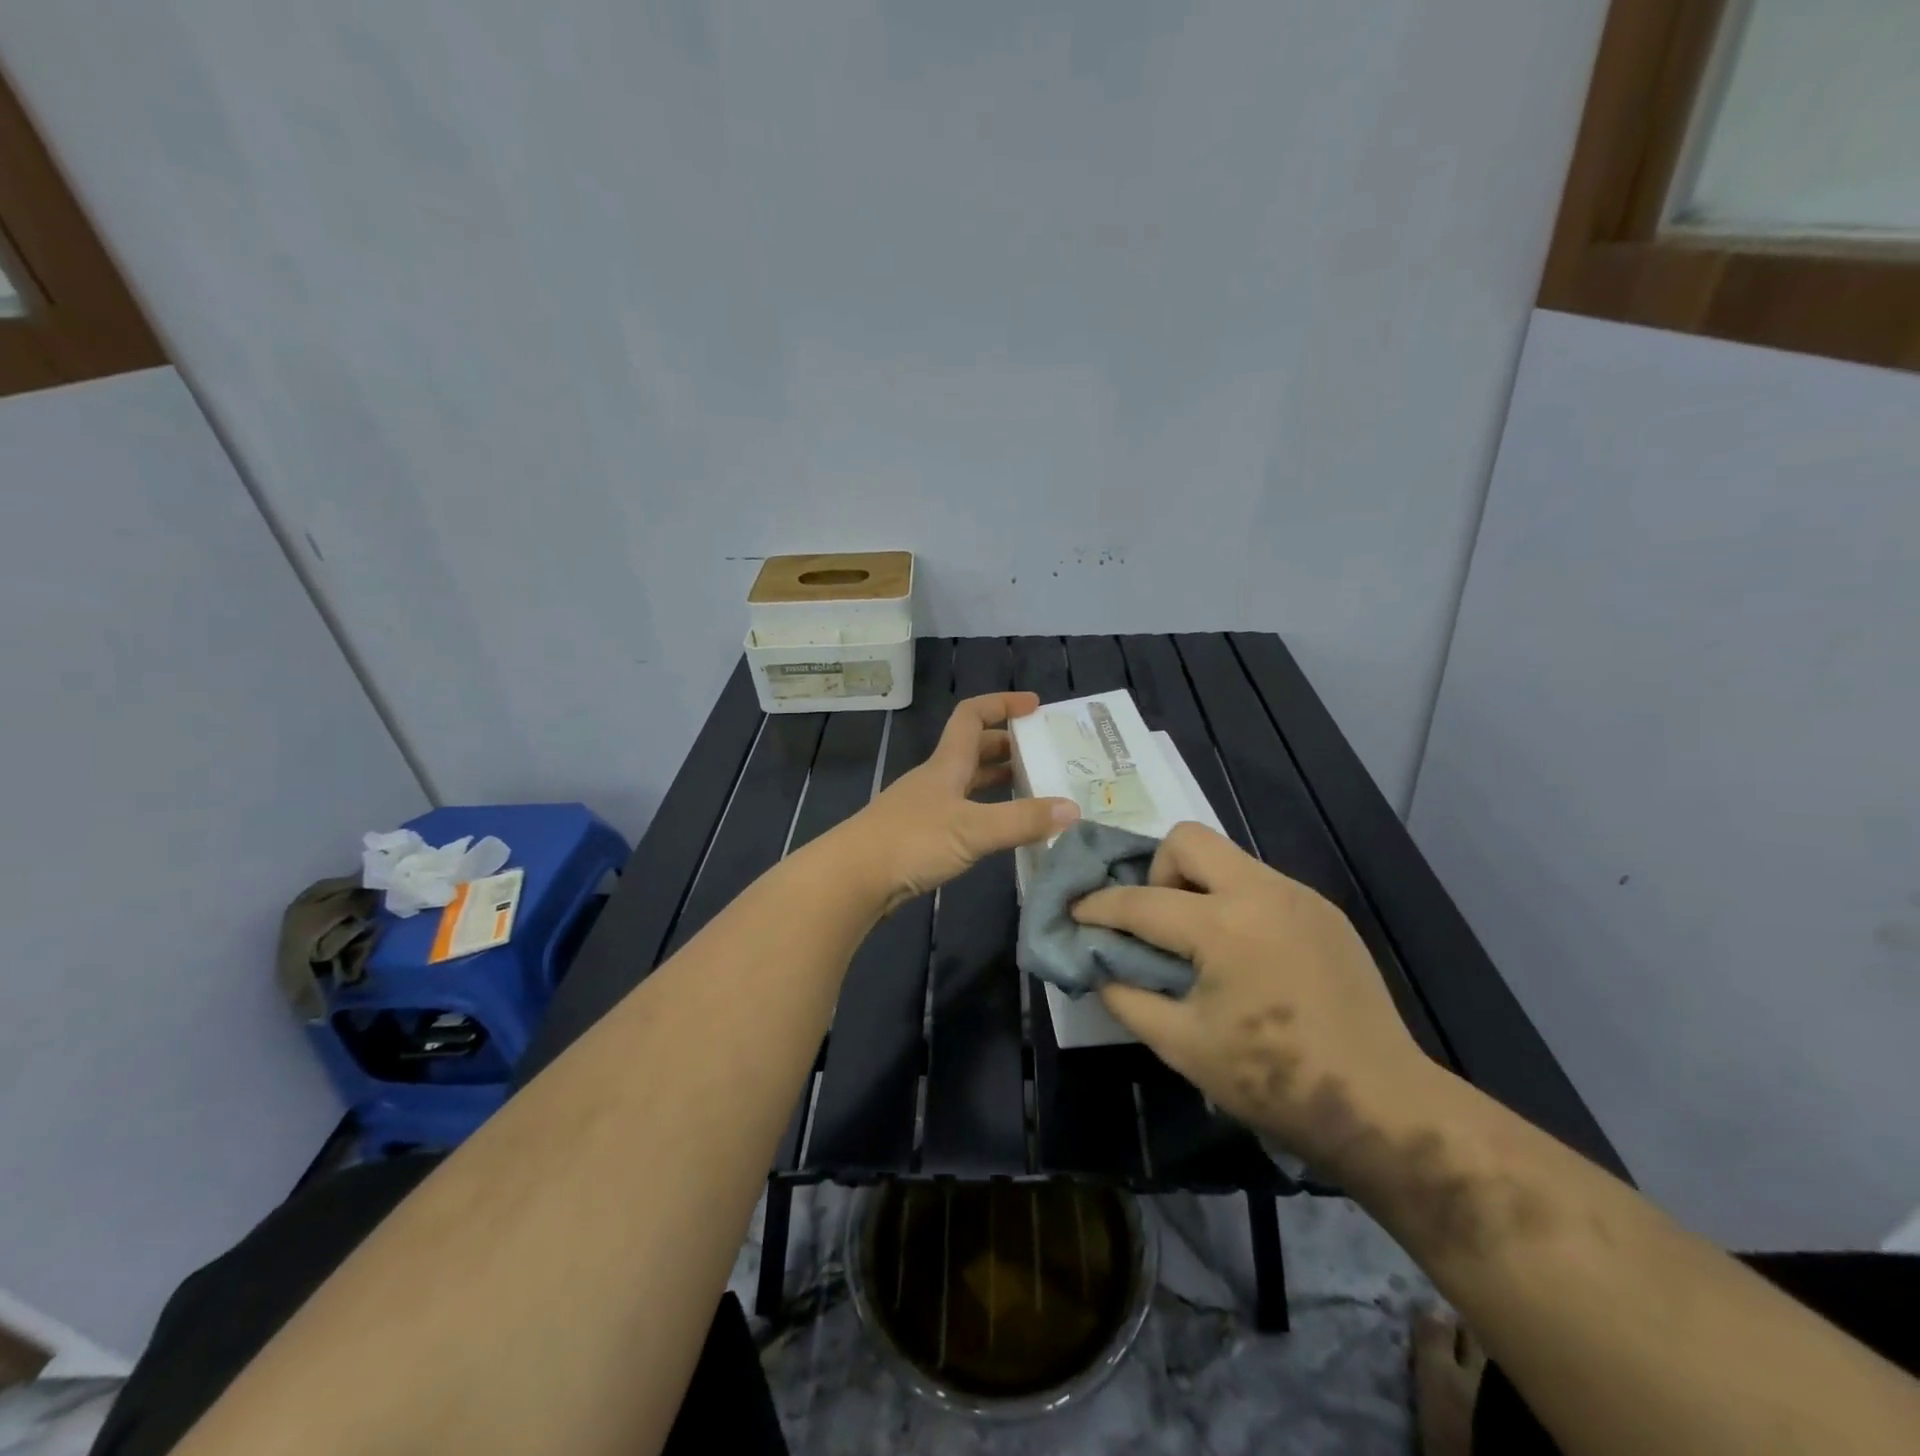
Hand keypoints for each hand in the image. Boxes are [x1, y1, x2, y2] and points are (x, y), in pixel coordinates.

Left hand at [833, 693, 1078, 913]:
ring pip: (968, 783)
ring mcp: (926, 808)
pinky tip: (1000, 831)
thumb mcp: (973, 829)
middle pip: (973, 749)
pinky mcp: (920, 837)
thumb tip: (1073, 809)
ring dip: (998, 781)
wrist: (852, 878)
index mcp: (947, 764)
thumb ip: (1022, 820)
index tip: (1035, 706)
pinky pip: (962, 812)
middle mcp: (936, 779)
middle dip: (1008, 746)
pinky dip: (986, 812)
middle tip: (1044, 756)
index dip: (1002, 704)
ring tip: (1034, 791)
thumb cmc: (911, 841)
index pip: (972, 716)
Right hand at [1072, 822, 1428, 1172]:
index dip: (1099, 906)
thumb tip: (1097, 965)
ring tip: (1196, 939)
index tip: (1074, 912)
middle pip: (1187, 840)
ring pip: (1227, 856)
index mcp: (1224, 928)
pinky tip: (1241, 952)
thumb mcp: (1182, 1046)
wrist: (1382, 1104)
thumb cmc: (1273, 1081)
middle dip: (1155, 871)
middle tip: (1154, 920)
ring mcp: (1299, 896)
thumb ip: (1127, 997)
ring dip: (1196, 885)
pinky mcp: (1323, 910)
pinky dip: (1232, 901)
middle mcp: (1262, 893)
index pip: (1141, 901)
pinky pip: (1259, 882)